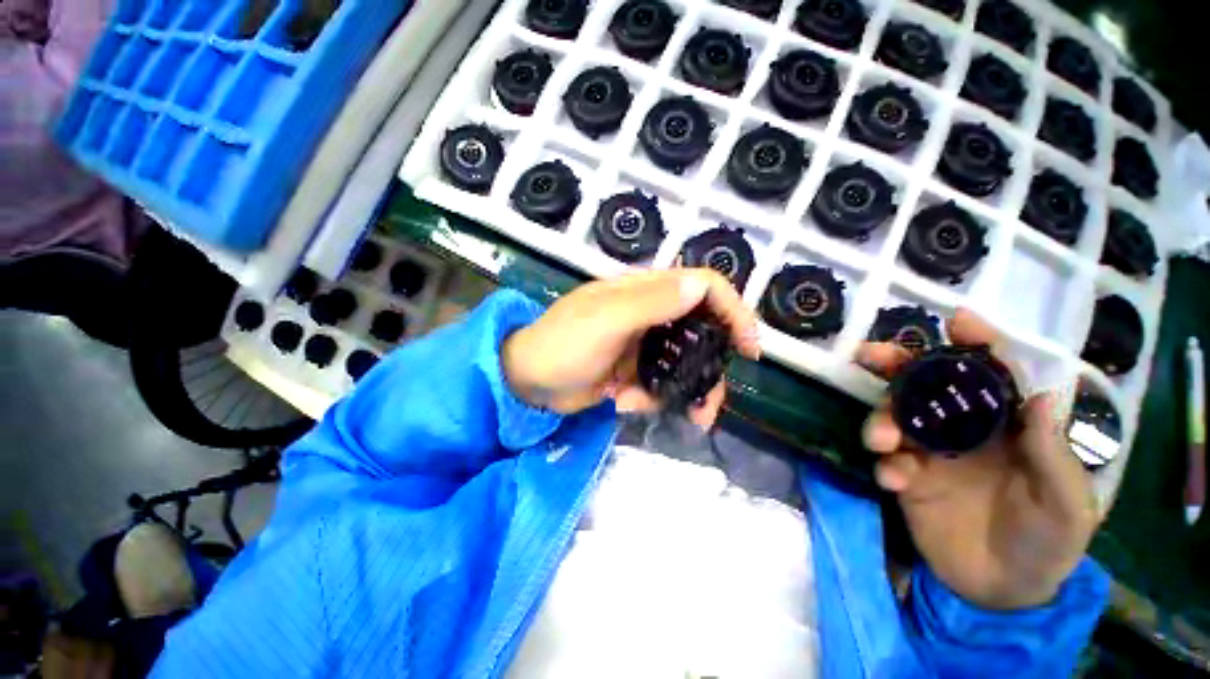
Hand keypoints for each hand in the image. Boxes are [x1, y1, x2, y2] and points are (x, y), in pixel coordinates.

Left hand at [502, 269, 759, 427]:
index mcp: (645, 292)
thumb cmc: (562, 344)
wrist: (528, 382)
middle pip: (701, 332)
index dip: (733, 310)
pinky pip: (660, 384)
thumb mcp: (605, 320)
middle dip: (708, 368)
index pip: (703, 287)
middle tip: (707, 401)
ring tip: (658, 411)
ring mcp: (643, 344)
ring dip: (679, 392)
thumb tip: (699, 284)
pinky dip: (648, 398)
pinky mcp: (634, 370)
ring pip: (684, 364)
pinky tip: (622, 403)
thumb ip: (651, 302)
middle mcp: (651, 314)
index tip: (748, 348)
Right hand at [858, 310, 1098, 609]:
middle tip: (870, 355)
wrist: (1003, 591)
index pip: (994, 374)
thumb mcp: (1066, 506)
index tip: (958, 321)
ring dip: (881, 419)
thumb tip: (1041, 397)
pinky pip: (887, 459)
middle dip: (897, 364)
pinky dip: (885, 463)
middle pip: (926, 385)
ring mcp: (931, 452)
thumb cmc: (1048, 542)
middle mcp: (965, 429)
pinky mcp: (907, 477)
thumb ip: (1054, 456)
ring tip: (882, 441)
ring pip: (895, 416)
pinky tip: (894, 481)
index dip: (978, 344)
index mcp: (1008, 426)